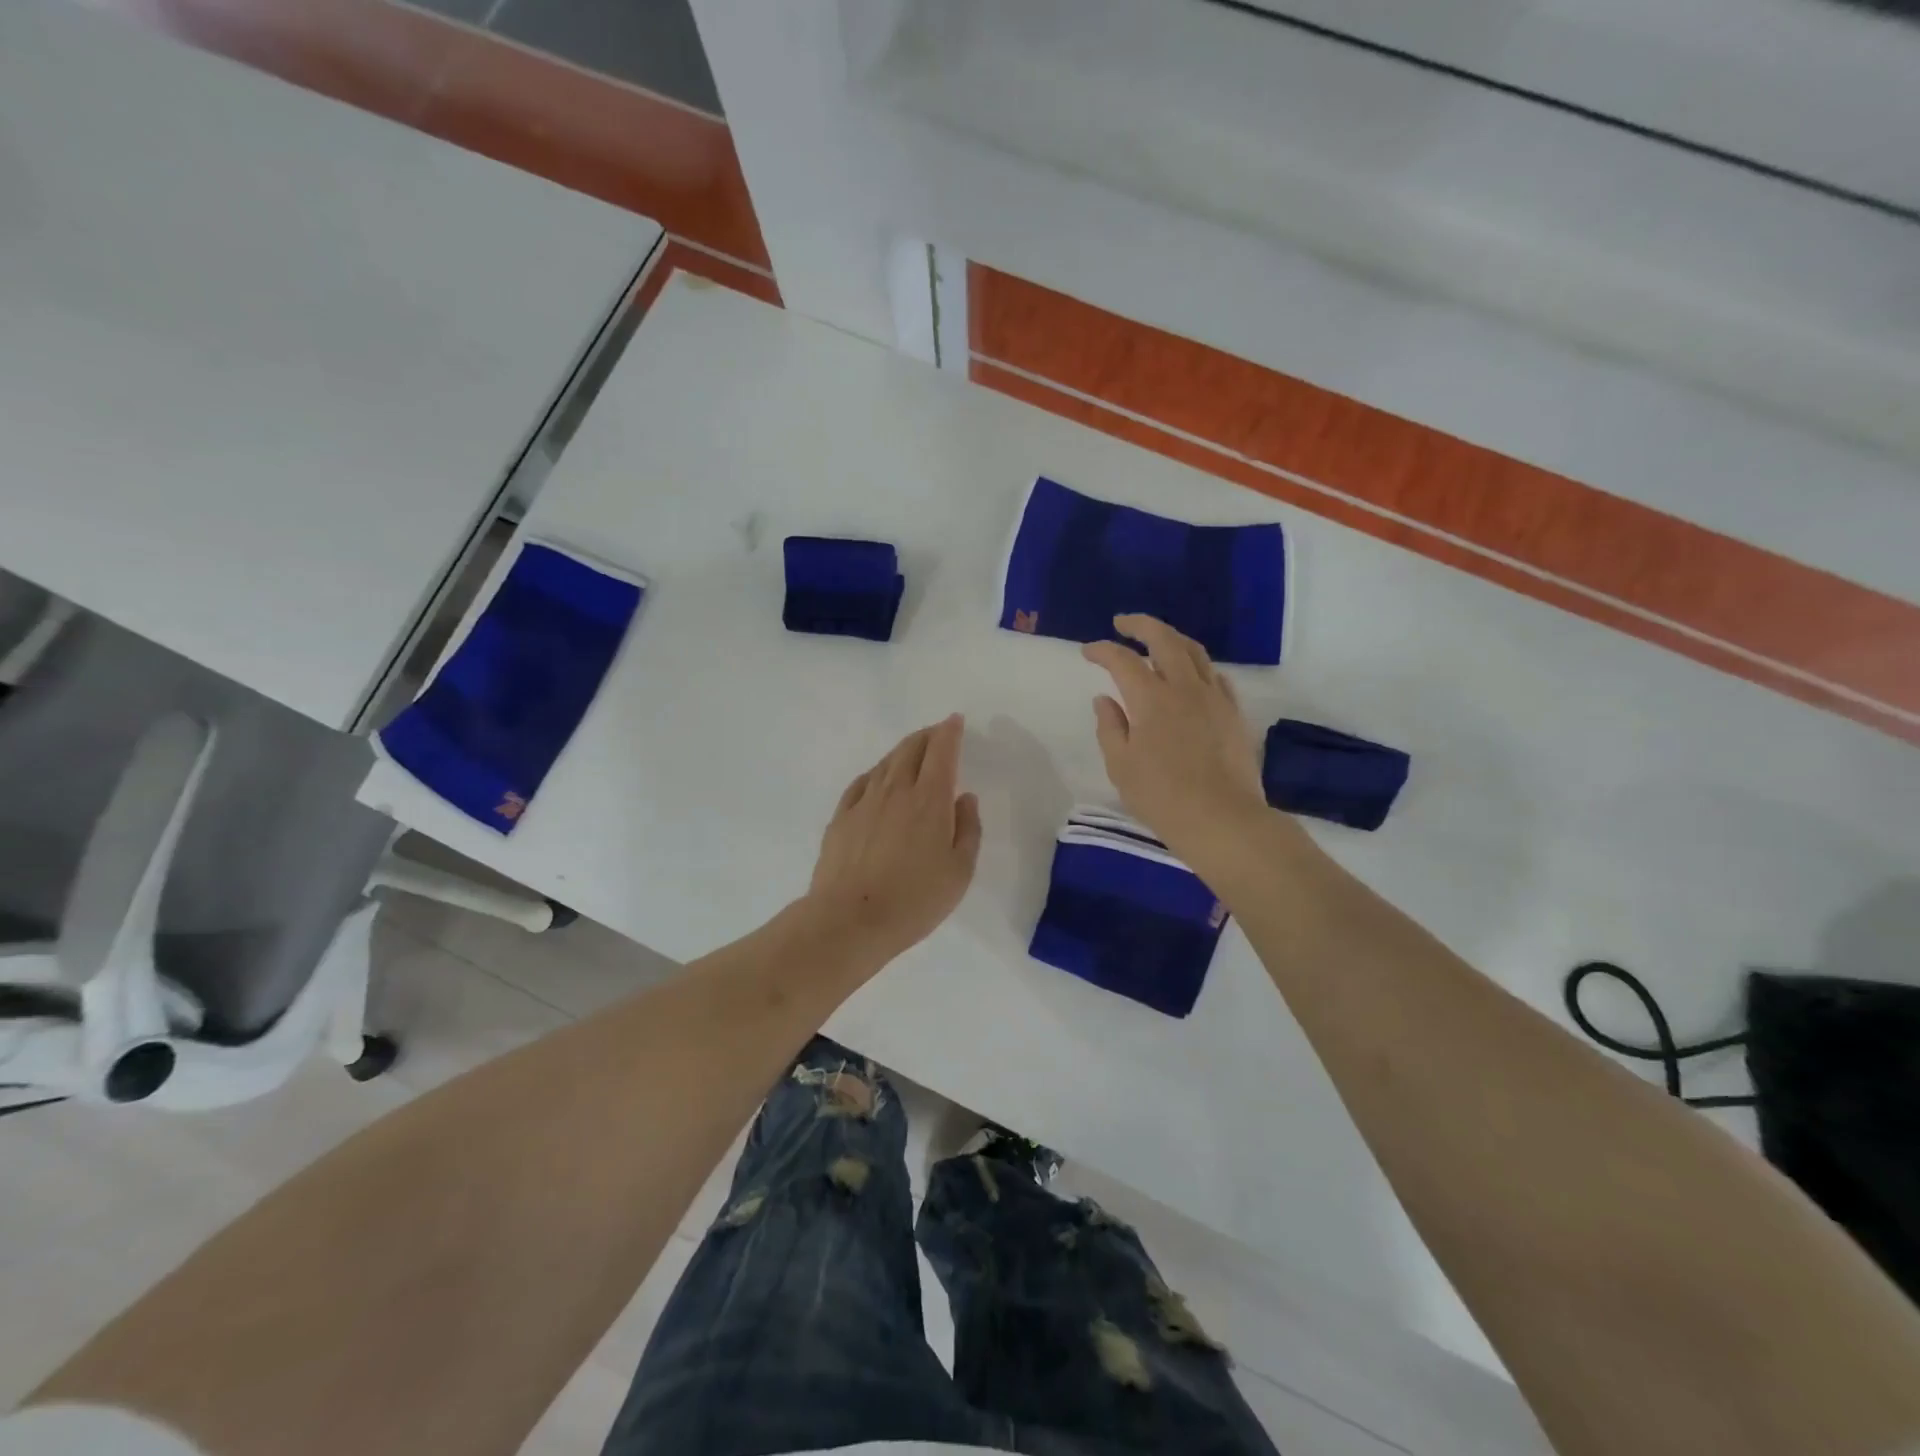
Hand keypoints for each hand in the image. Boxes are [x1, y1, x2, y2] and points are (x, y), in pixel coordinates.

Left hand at [805, 715, 982, 962]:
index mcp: (930, 800)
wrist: (849, 920)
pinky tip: (877, 780)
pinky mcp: (841, 818)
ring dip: (902, 751)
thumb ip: (968, 830)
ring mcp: (864, 802)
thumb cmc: (914, 900)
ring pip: (885, 763)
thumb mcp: (959, 872)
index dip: (949, 732)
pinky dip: (875, 774)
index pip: (941, 752)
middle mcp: (896, 791)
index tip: (955, 721)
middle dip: (927, 736)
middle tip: (937, 734)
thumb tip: (964, 798)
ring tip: (912, 752)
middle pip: (911, 749)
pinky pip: (861, 783)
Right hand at [1082, 615, 1268, 863]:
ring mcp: (1214, 698)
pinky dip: (1197, 666)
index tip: (1088, 651)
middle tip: (1123, 623)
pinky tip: (1191, 675)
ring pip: (1195, 652)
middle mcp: (1185, 688)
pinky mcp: (1234, 713)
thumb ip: (1110, 727)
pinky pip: (1215, 676)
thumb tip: (1104, 699)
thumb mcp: (1121, 766)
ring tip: (1157, 640)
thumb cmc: (1162, 797)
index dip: (1102, 650)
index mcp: (1151, 699)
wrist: (1223, 820)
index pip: (1123, 660)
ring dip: (1172, 638)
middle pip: (1164, 639)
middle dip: (1140, 625)